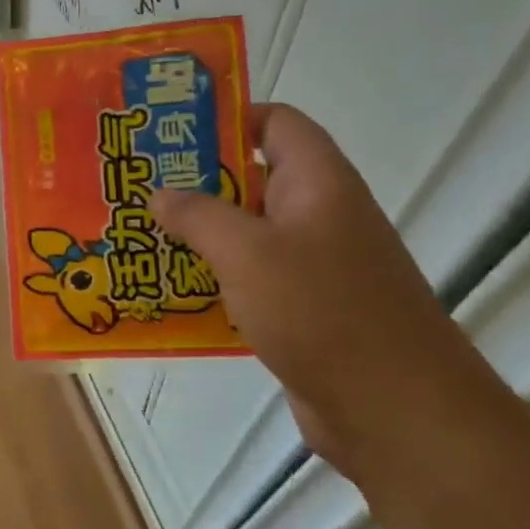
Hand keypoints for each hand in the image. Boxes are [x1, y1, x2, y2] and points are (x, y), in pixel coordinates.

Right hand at [150, 105, 495, 475]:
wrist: (394, 410)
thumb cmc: (323, 311)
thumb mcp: (248, 252)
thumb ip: (199, 215)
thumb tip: (160, 193)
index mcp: (317, 182)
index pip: (275, 123)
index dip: (226, 118)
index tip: (168, 133)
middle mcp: (317, 215)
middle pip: (252, 179)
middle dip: (194, 182)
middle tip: (135, 187)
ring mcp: (312, 266)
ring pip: (245, 235)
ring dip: (196, 236)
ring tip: (137, 236)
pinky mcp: (301, 310)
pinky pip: (247, 281)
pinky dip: (211, 282)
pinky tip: (166, 292)